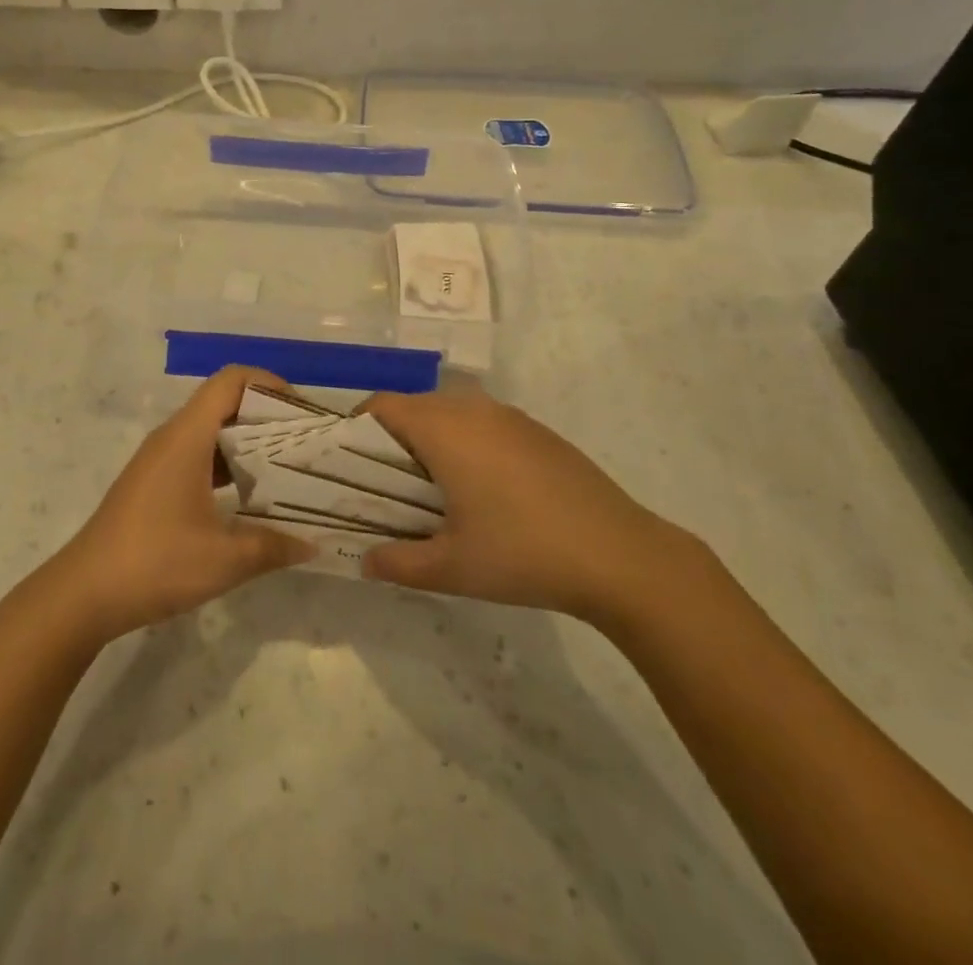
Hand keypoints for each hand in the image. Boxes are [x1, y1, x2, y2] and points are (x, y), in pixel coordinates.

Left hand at [52, 367, 312, 643]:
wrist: (84, 594)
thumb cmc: (155, 563)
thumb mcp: (224, 560)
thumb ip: (273, 547)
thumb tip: (313, 544)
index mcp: (187, 437)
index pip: (230, 380)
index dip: (268, 383)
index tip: (300, 412)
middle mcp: (172, 437)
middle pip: (223, 403)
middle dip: (265, 416)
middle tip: (302, 445)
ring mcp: (159, 461)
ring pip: (210, 432)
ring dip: (247, 444)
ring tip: (285, 470)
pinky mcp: (152, 484)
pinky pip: (197, 456)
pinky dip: (226, 466)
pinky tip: (248, 499)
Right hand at [361, 386, 694, 626]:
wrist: (621, 555)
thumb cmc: (523, 553)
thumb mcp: (451, 567)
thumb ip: (397, 563)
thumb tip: (364, 560)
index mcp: (444, 429)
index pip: (383, 405)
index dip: (358, 428)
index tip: (350, 465)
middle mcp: (474, 409)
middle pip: (415, 407)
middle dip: (393, 439)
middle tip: (387, 485)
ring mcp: (511, 417)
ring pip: (452, 413)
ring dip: (432, 440)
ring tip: (433, 491)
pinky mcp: (539, 432)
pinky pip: (485, 424)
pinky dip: (467, 444)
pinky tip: (485, 491)